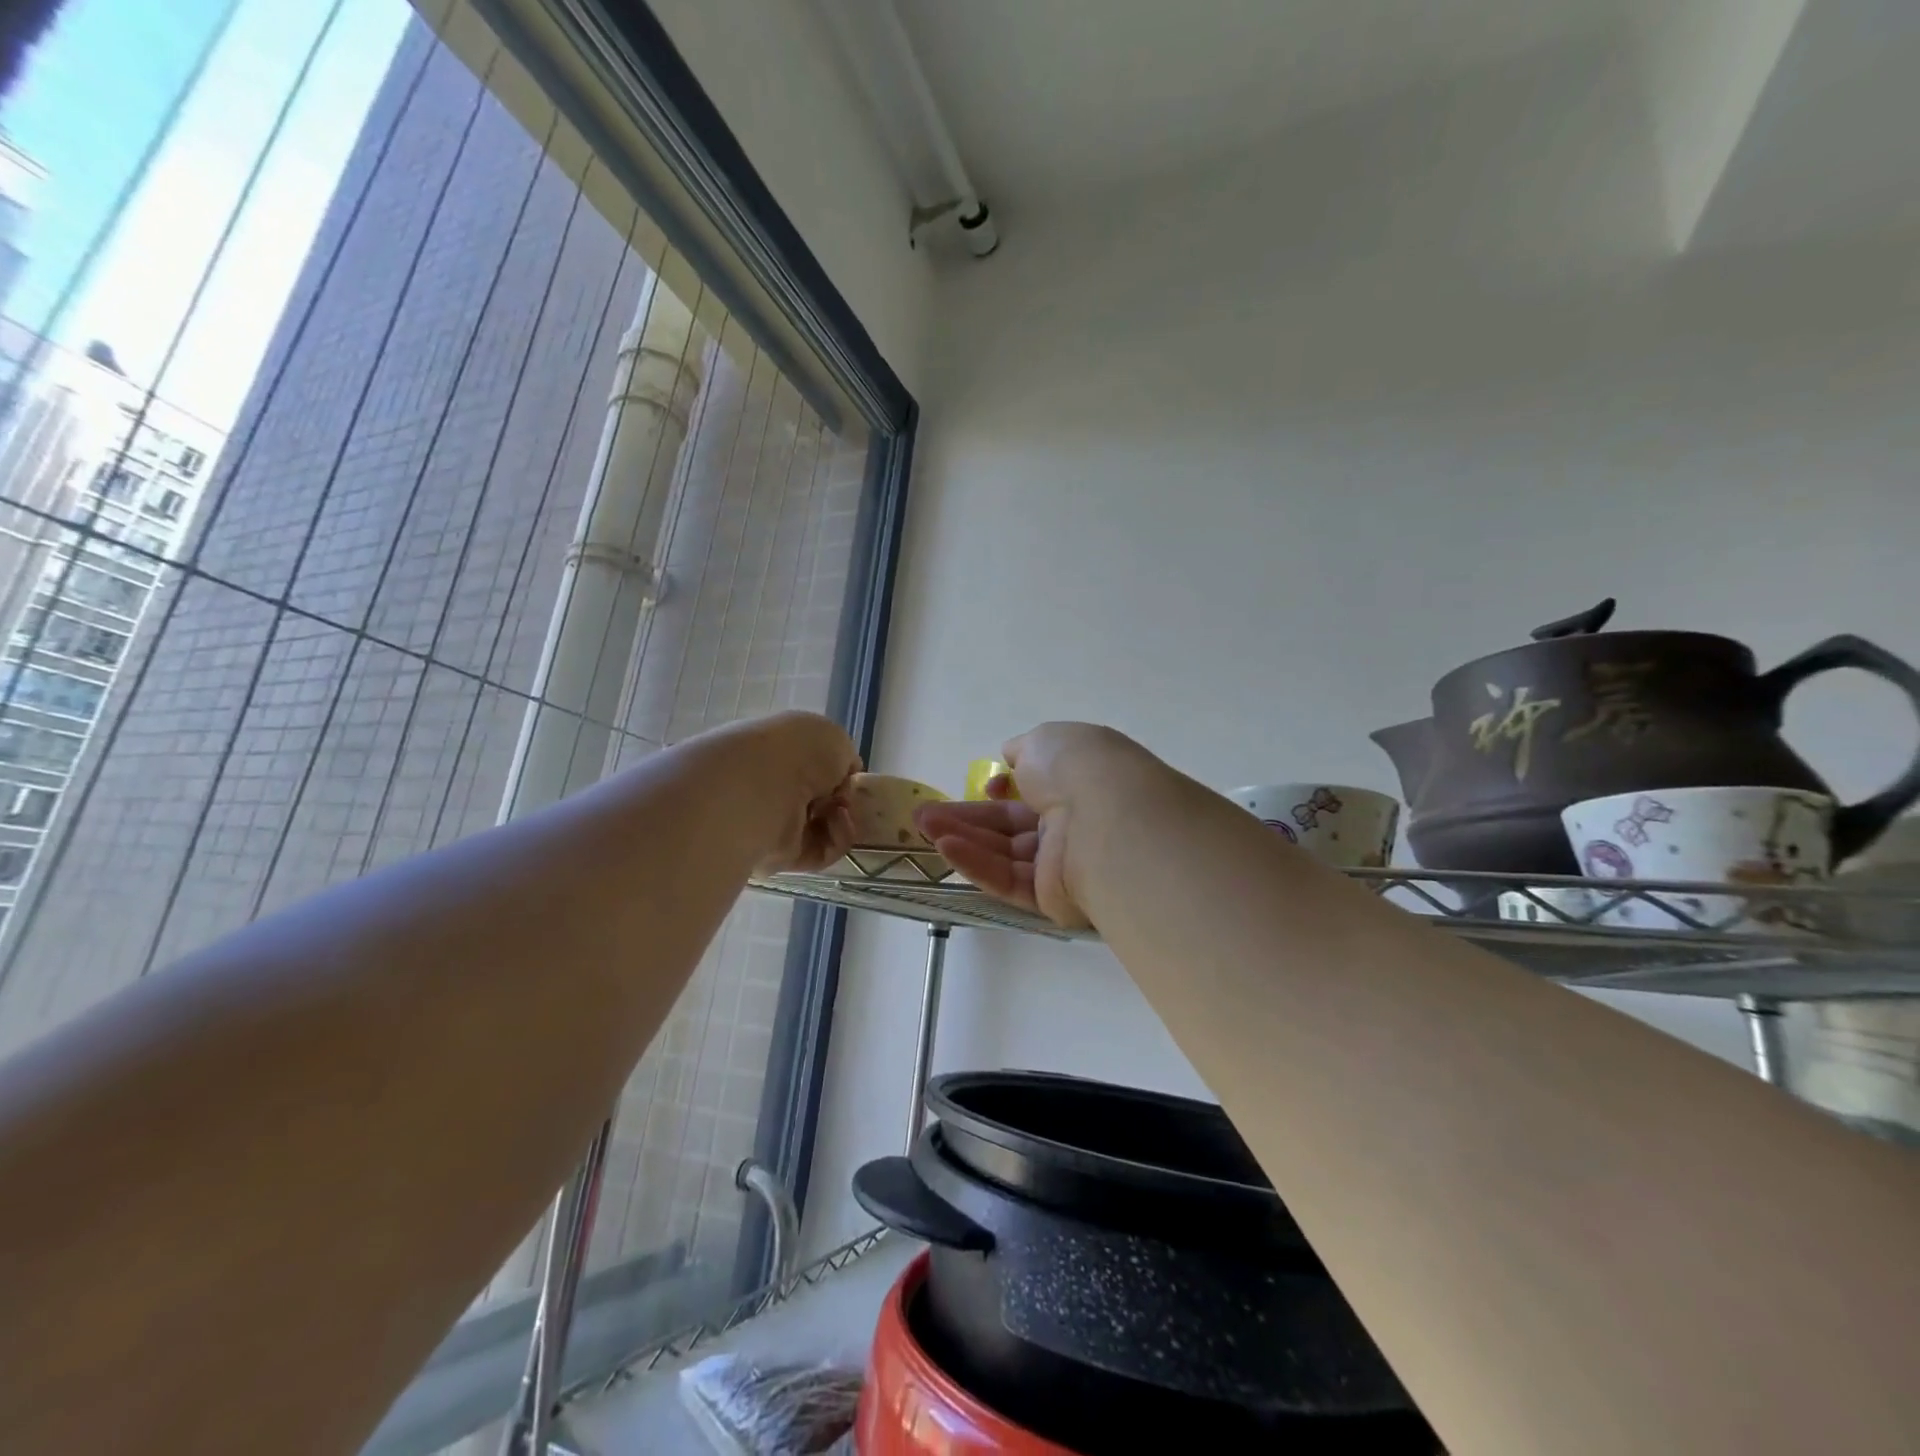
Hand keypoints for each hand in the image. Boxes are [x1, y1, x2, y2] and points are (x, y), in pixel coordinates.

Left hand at [703, 711, 861, 874]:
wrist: (763, 786)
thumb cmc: (798, 750)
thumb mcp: (834, 738)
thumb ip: (844, 758)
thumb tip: (842, 780)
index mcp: (778, 751)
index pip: (810, 768)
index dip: (836, 773)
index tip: (852, 777)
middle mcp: (771, 787)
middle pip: (816, 801)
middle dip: (842, 801)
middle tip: (852, 799)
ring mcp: (774, 824)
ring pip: (821, 829)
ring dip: (843, 820)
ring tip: (844, 810)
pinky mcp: (780, 856)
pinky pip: (821, 852)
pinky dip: (838, 839)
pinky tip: (839, 822)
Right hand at [914, 723, 1159, 928]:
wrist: (1110, 821)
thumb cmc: (1079, 770)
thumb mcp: (1046, 741)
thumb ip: (1024, 751)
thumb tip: (1014, 757)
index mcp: (1079, 782)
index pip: (1035, 790)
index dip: (1004, 788)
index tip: (984, 787)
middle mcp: (1073, 823)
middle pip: (1010, 824)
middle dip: (966, 817)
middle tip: (924, 815)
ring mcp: (1063, 863)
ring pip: (1004, 852)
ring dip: (962, 838)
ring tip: (923, 827)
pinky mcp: (1052, 899)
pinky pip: (1008, 879)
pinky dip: (976, 863)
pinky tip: (944, 848)